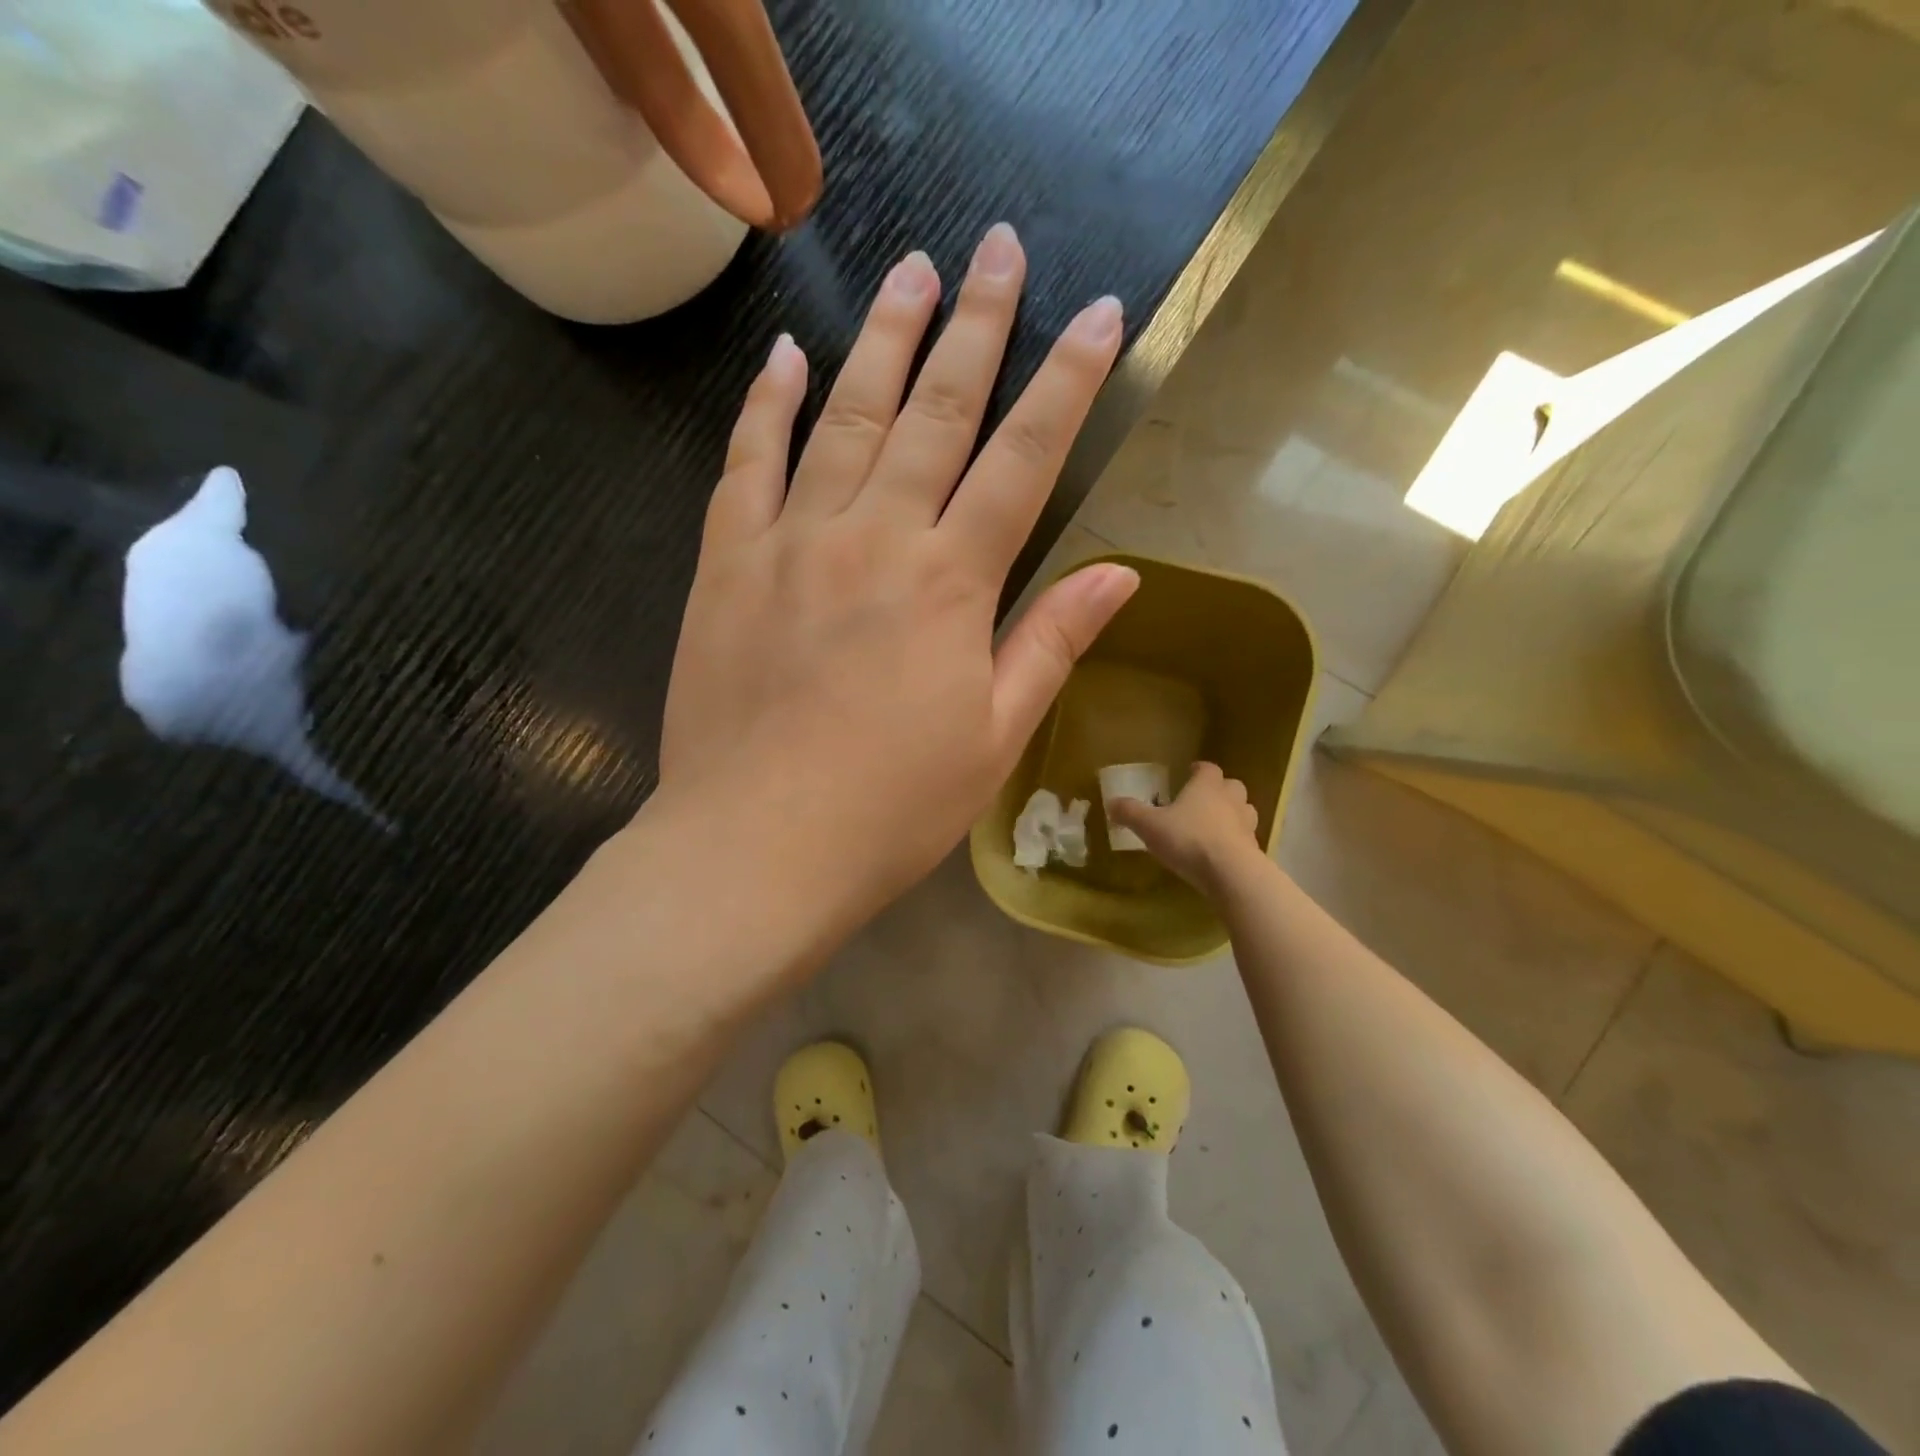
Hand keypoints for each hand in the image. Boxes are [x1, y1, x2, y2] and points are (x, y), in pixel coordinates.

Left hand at [659, 224, 1137, 924]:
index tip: (1101, 316)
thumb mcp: (993, 738)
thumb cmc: (891, 809)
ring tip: (913, 273)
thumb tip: (1119, 575)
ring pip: (844, 417)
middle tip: (997, 248)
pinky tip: (785, 356)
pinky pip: (746, 464)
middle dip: (976, 325)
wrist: (756, 849)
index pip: (1023, 459)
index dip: (1068, 383)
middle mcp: (874, 538)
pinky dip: (766, 405)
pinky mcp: (727, 564)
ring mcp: (791, 542)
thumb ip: (1049, 643)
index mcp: (950, 584)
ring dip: (884, 342)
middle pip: (936, 412)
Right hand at [1107, 762, 1265, 896]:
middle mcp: (1230, 799)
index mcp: (1206, 786)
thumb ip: (1130, 813)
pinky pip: (1245, 838)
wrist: (1230, 873)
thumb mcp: (1149, 826)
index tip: (1190, 772)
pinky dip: (1235, 841)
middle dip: (1219, 790)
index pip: (1207, 768)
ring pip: (1243, 810)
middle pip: (1231, 786)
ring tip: (1214, 825)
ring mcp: (1246, 824)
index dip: (1199, 769)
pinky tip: (1220, 853)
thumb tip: (1111, 803)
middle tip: (1202, 800)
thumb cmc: (1188, 839)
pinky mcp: (1254, 849)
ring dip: (1231, 814)